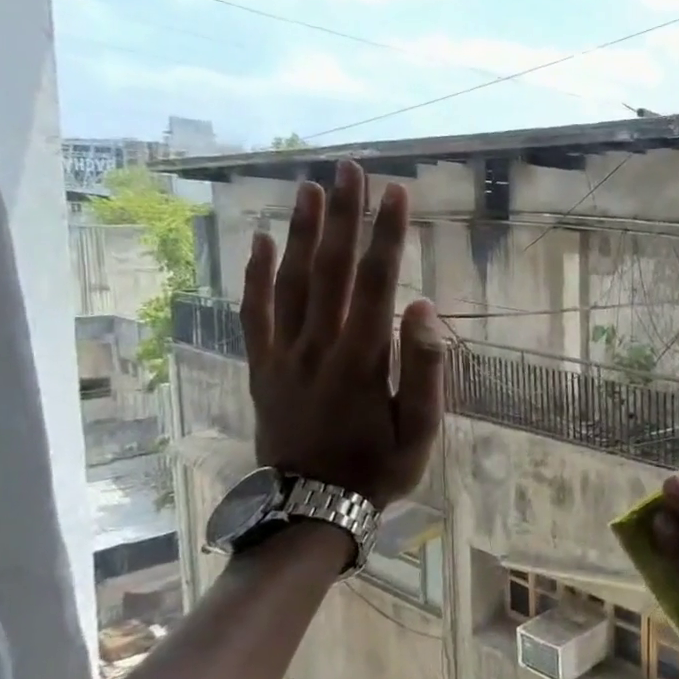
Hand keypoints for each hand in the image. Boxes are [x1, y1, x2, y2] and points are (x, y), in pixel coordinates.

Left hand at [240, 160, 444, 508]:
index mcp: (362, 358)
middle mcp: (318, 345)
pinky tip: (260, 241)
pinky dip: (256, 276)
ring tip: (310, 188)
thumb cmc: (378, 469)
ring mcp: (284, 355)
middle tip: (350, 169)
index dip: (387, 236)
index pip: (376, 283)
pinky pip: (254, 314)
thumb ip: (424, 368)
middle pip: (330, 269)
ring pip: (290, 282)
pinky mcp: (262, 367)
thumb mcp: (421, 430)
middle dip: (344, 216)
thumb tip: (424, 308)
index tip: (396, 194)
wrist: (311, 509)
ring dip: (301, 232)